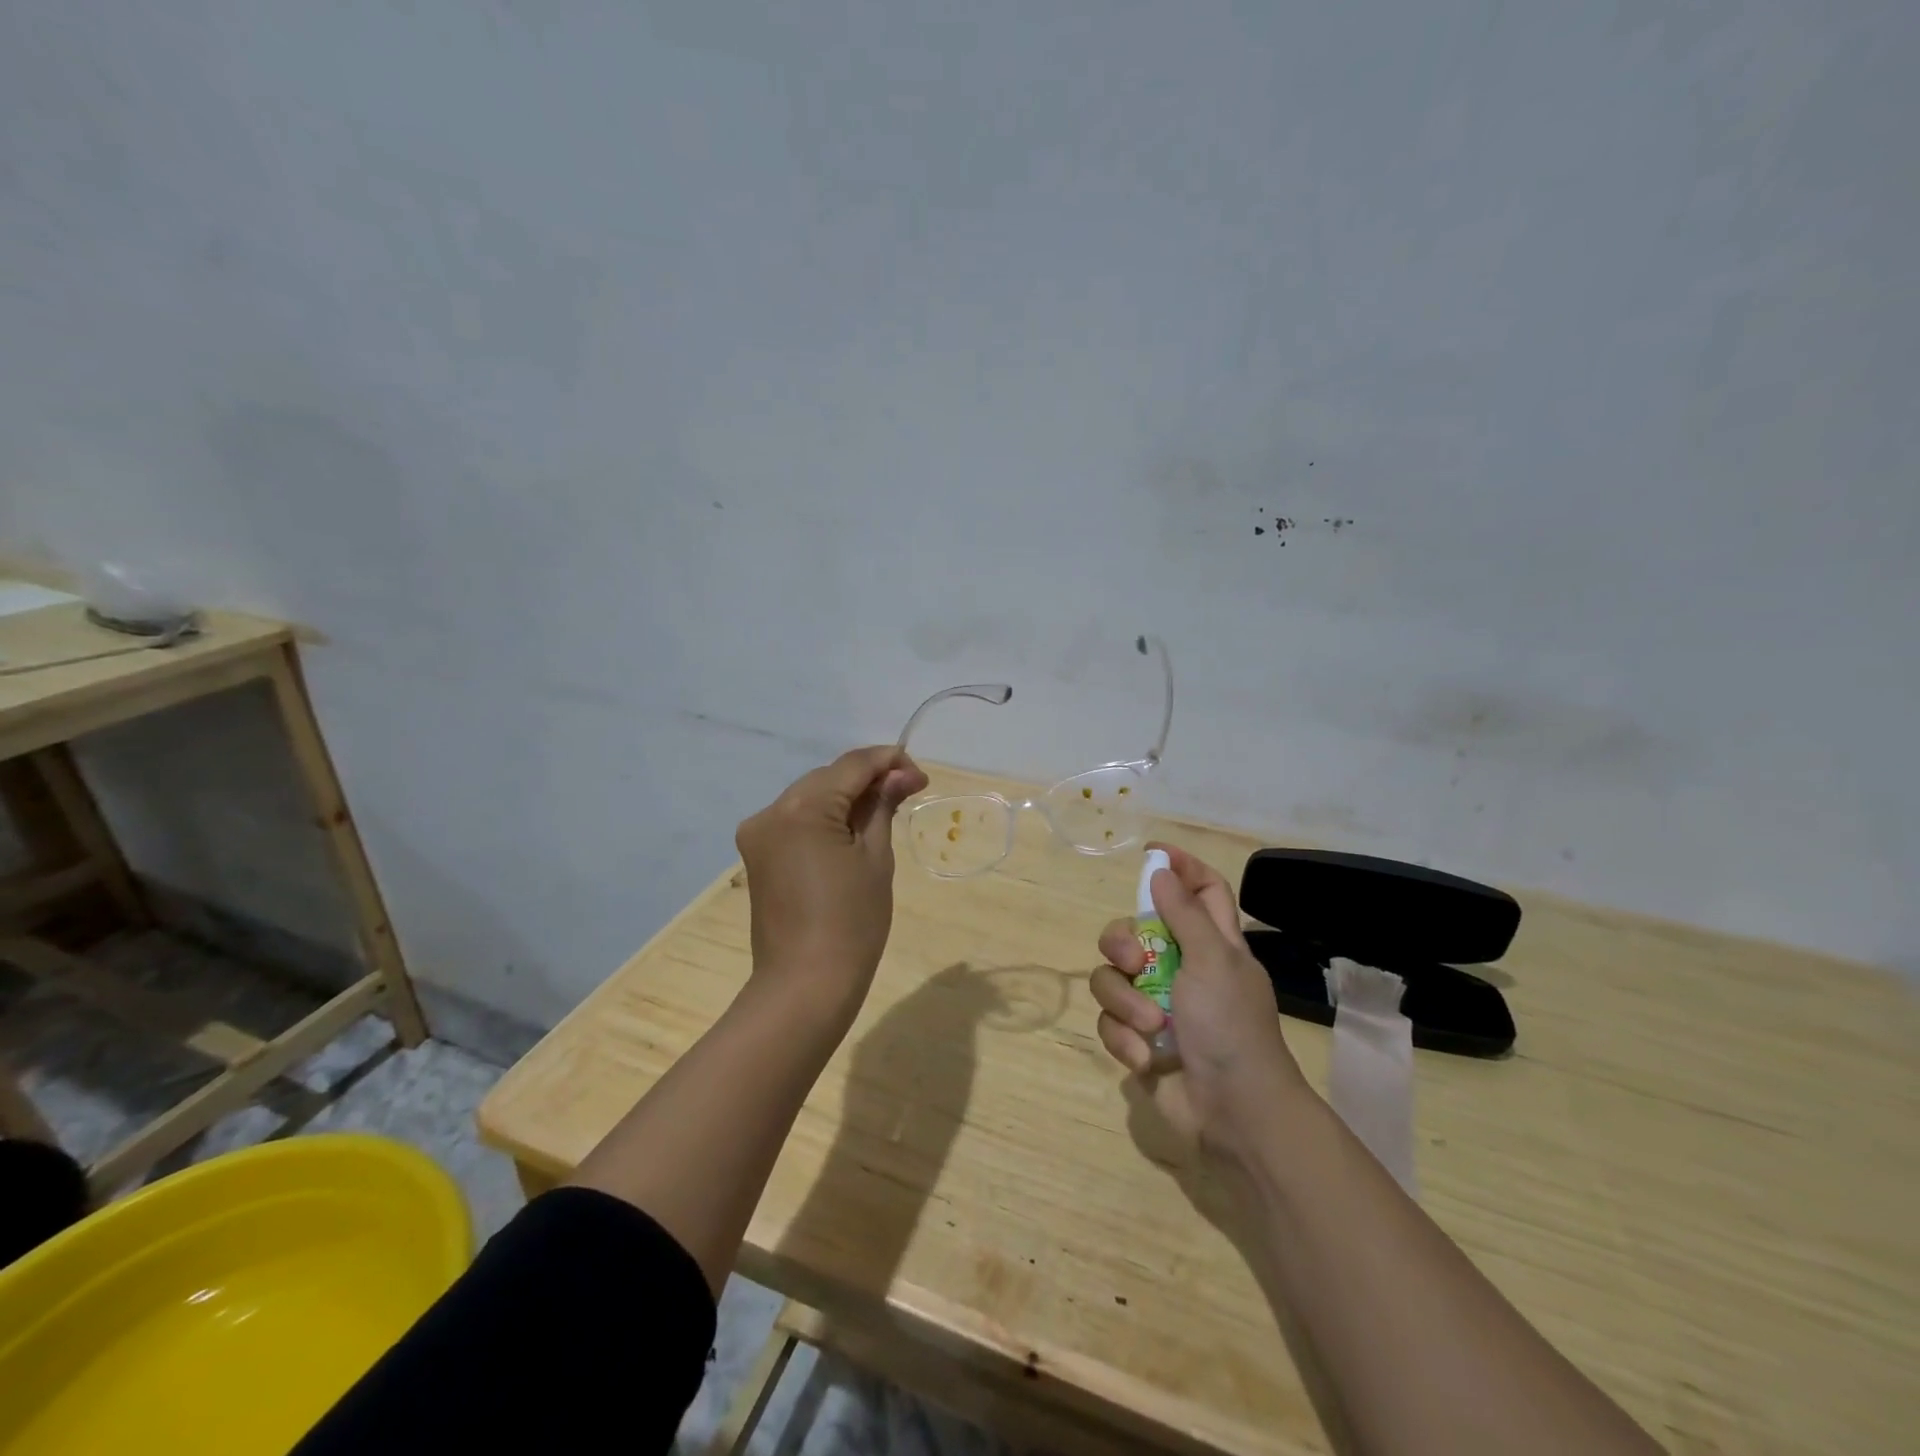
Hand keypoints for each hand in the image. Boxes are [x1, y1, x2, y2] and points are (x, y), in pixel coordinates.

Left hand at [736, 746, 928, 1006]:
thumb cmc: (852, 922)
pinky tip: (850, 830)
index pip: (851, 766)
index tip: (920, 776)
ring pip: (810, 796)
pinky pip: (796, 820)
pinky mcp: (757, 854)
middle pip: (828, 778)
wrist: (805, 985)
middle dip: (867, 780)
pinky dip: (824, 818)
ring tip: (883, 811)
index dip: (888, 762)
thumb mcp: (876, 858)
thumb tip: (899, 776)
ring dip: (845, 797)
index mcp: (802, 808)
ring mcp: (758, 833)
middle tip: (907, 792)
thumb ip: (882, 807)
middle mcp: (771, 811)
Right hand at [1092, 843, 1306, 1161]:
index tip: (1150, 855)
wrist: (1233, 1112)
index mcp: (1213, 944)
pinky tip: (1146, 1058)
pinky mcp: (1137, 1039)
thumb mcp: (1214, 961)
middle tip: (1133, 961)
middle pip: (1134, 930)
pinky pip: (1110, 1021)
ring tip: (1150, 1026)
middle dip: (1121, 942)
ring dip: (1126, 1002)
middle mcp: (1182, 968)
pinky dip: (1124, 1038)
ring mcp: (1156, 1004)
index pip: (1203, 891)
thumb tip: (1161, 870)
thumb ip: (1184, 914)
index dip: (1181, 868)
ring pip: (1112, 977)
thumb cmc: (1231, 1027)